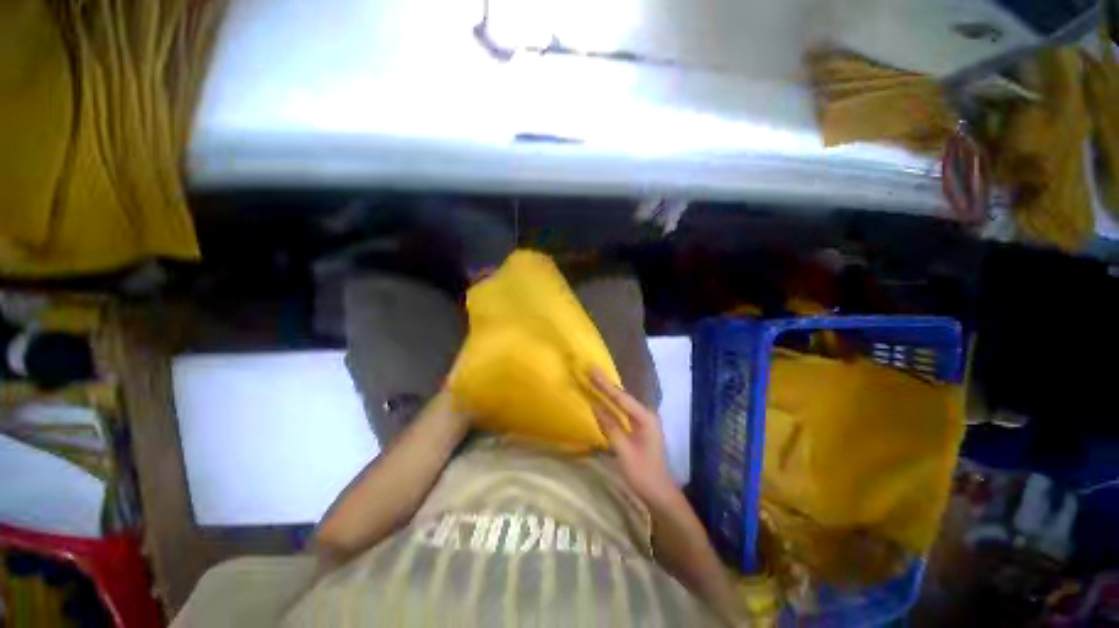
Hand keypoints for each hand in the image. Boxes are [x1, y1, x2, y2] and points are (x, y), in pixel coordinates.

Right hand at [589, 368, 677, 505]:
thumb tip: (595, 406)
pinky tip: (603, 399)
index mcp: (645, 418)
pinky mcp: (639, 429)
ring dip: (608, 392)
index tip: (593, 370)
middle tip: (591, 370)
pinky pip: (622, 412)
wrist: (660, 494)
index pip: (621, 398)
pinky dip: (611, 404)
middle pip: (622, 397)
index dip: (605, 384)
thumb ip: (611, 427)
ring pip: (622, 403)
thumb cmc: (643, 474)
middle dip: (606, 384)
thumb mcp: (624, 451)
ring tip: (594, 380)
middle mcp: (646, 415)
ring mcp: (643, 422)